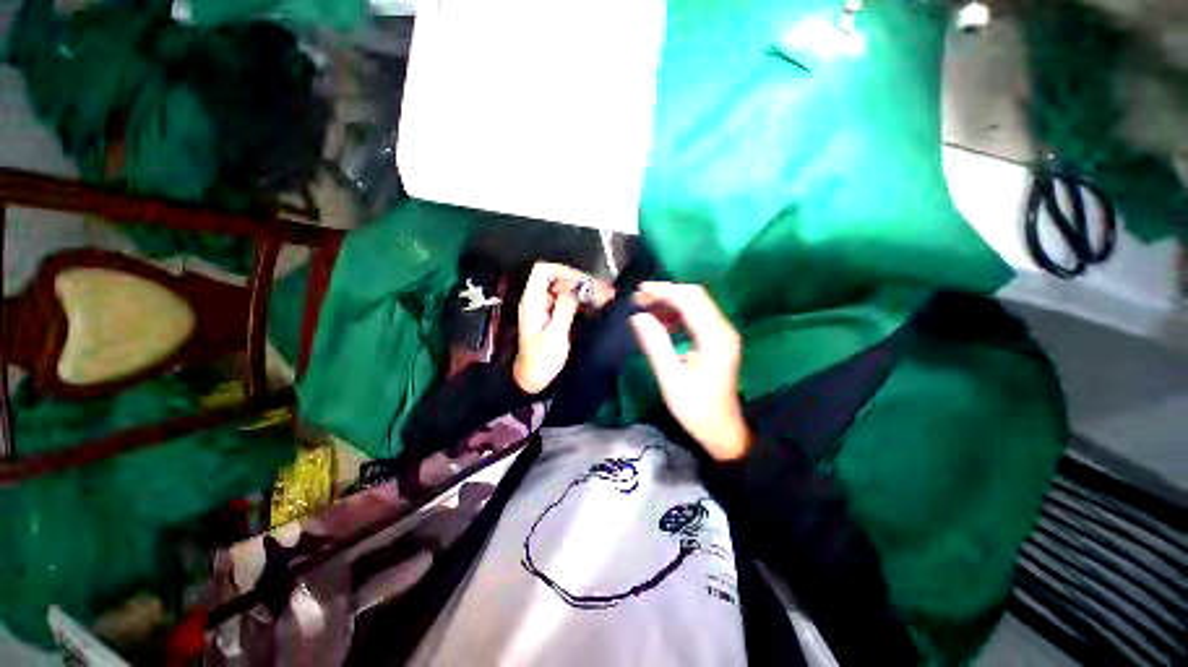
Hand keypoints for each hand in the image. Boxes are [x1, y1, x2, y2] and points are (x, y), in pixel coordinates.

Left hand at [513, 262, 611, 393]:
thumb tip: (575, 287)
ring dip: (585, 290)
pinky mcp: (554, 315)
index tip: (583, 282)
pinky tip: (598, 303)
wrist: (533, 378)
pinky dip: (583, 300)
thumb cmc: (541, 359)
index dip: (563, 270)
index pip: (543, 271)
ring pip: (566, 288)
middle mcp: (539, 300)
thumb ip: (564, 308)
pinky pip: (569, 300)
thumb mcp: (554, 334)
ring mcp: (547, 307)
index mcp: (533, 301)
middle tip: (603, 290)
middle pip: (558, 277)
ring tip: (605, 295)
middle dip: (581, 281)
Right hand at [630, 282, 751, 460]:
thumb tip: (637, 317)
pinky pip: (697, 315)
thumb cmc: (696, 408)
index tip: (639, 292)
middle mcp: (723, 329)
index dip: (664, 291)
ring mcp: (723, 333)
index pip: (691, 299)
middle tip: (639, 299)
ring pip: (696, 303)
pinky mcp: (718, 339)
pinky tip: (661, 321)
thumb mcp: (671, 379)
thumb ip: (655, 345)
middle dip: (666, 292)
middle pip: (695, 296)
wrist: (722, 430)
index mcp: (715, 338)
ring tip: (645, 307)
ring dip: (670, 301)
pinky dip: (677, 313)